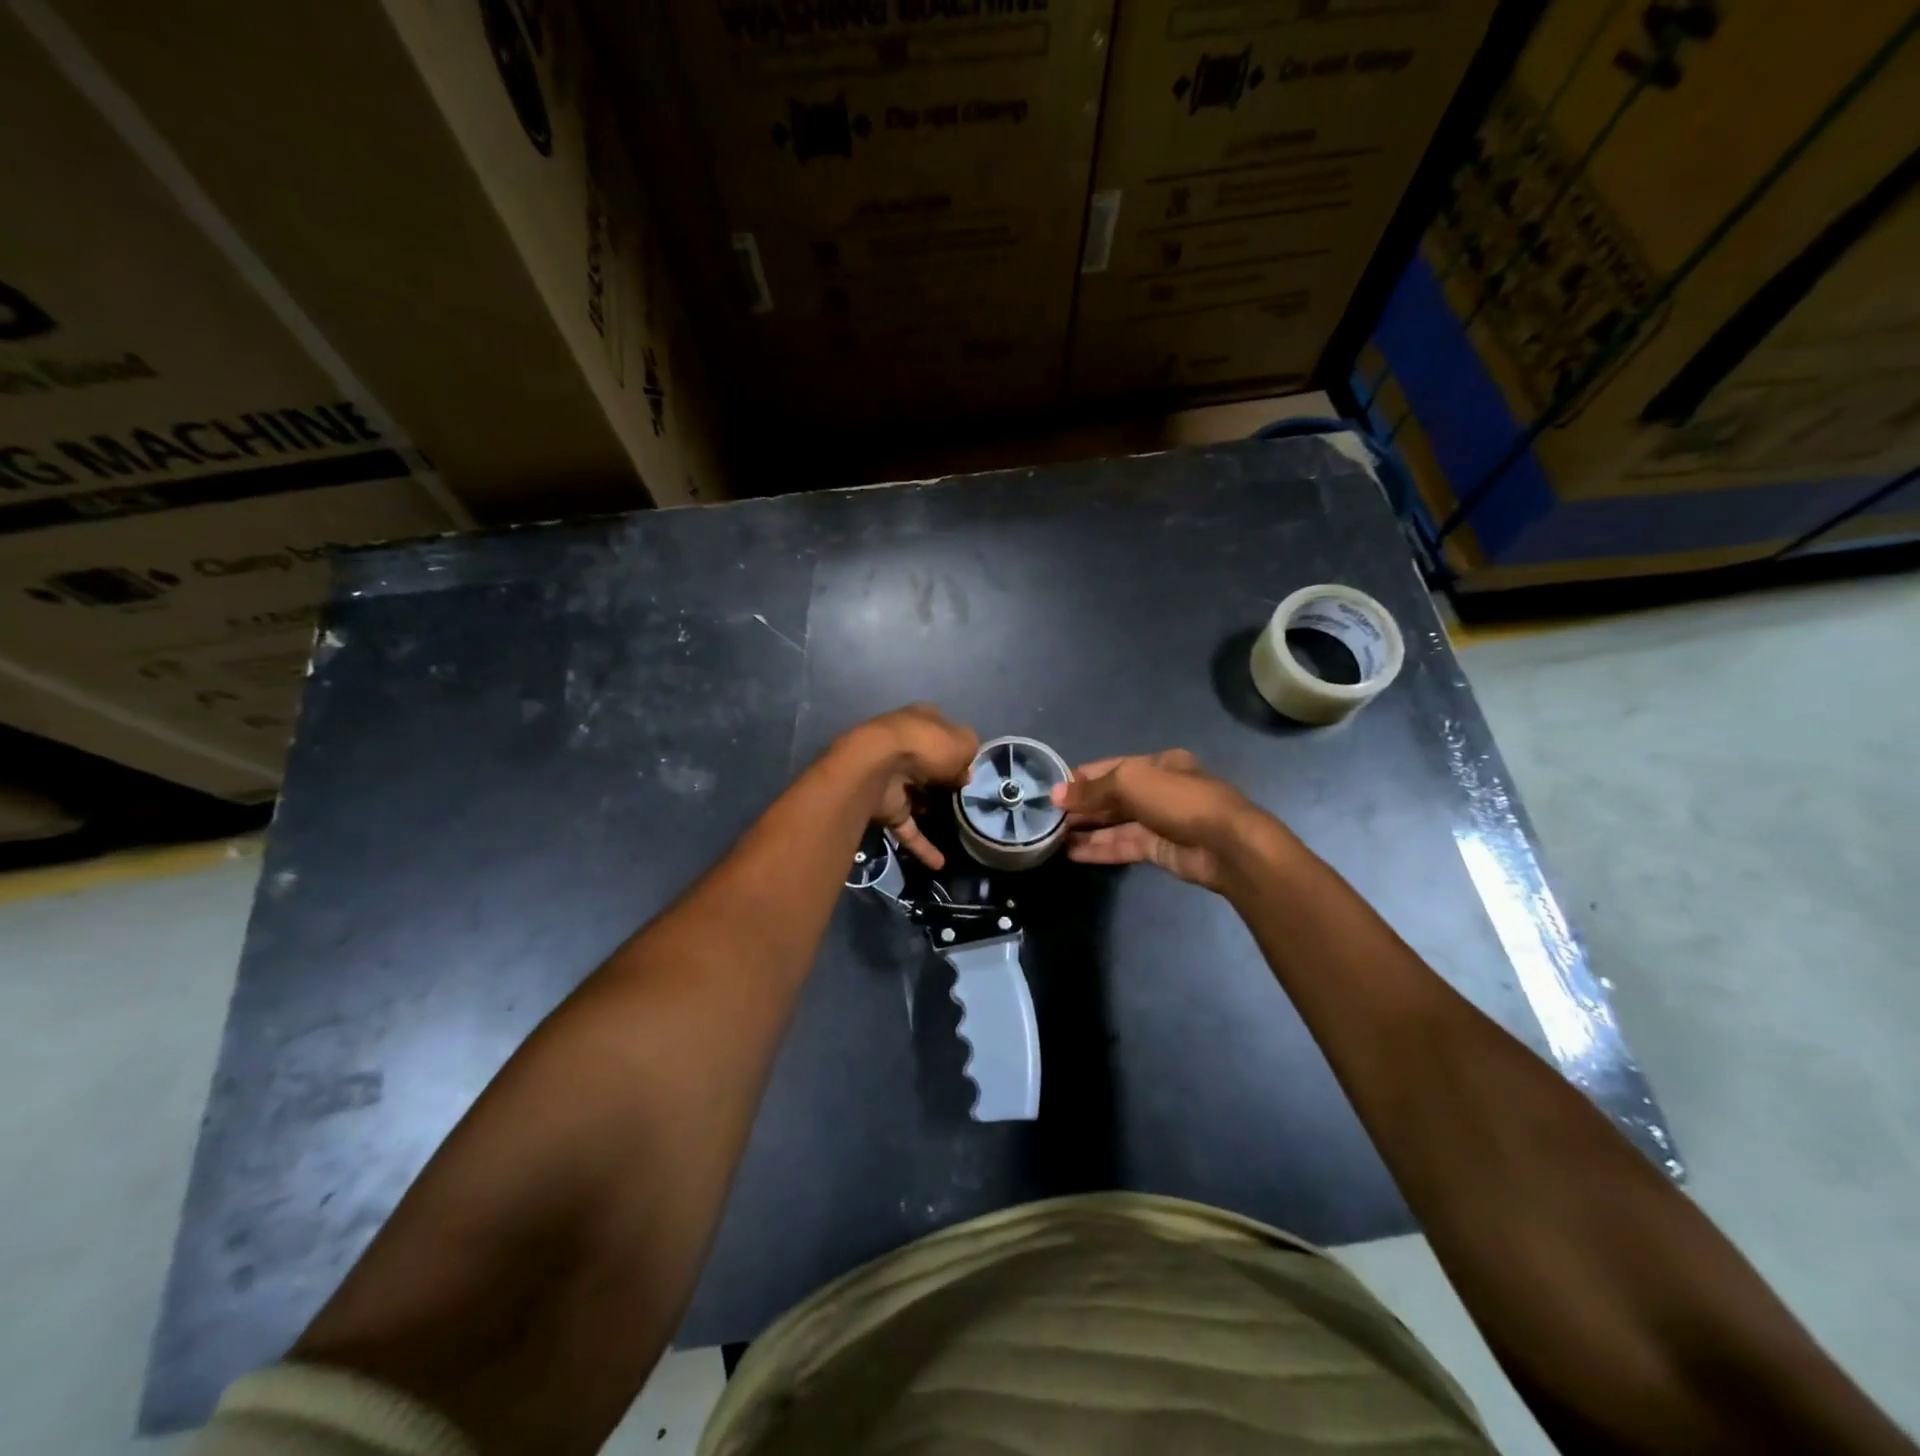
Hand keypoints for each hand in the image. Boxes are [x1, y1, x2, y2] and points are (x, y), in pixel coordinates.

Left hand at [841, 704, 978, 868]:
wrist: (876, 767)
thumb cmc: (925, 745)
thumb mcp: (963, 741)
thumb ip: (970, 753)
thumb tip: (963, 773)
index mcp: (920, 721)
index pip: (942, 730)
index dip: (956, 746)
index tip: (971, 766)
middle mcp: (904, 747)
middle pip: (928, 764)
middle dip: (943, 779)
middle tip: (965, 796)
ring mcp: (891, 778)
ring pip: (915, 796)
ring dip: (930, 811)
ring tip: (957, 827)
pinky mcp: (884, 807)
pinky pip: (907, 828)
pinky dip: (921, 845)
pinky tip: (939, 864)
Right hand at [1052, 750, 1271, 892]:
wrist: (1226, 845)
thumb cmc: (1179, 800)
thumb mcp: (1131, 783)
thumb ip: (1092, 790)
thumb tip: (1055, 794)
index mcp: (1156, 764)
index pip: (1109, 768)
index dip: (1080, 779)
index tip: (1050, 790)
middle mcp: (1156, 790)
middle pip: (1111, 797)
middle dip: (1081, 806)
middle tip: (1045, 817)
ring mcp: (1158, 821)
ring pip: (1114, 824)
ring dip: (1086, 829)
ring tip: (1052, 837)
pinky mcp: (1158, 850)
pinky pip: (1122, 846)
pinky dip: (1098, 848)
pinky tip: (1072, 853)